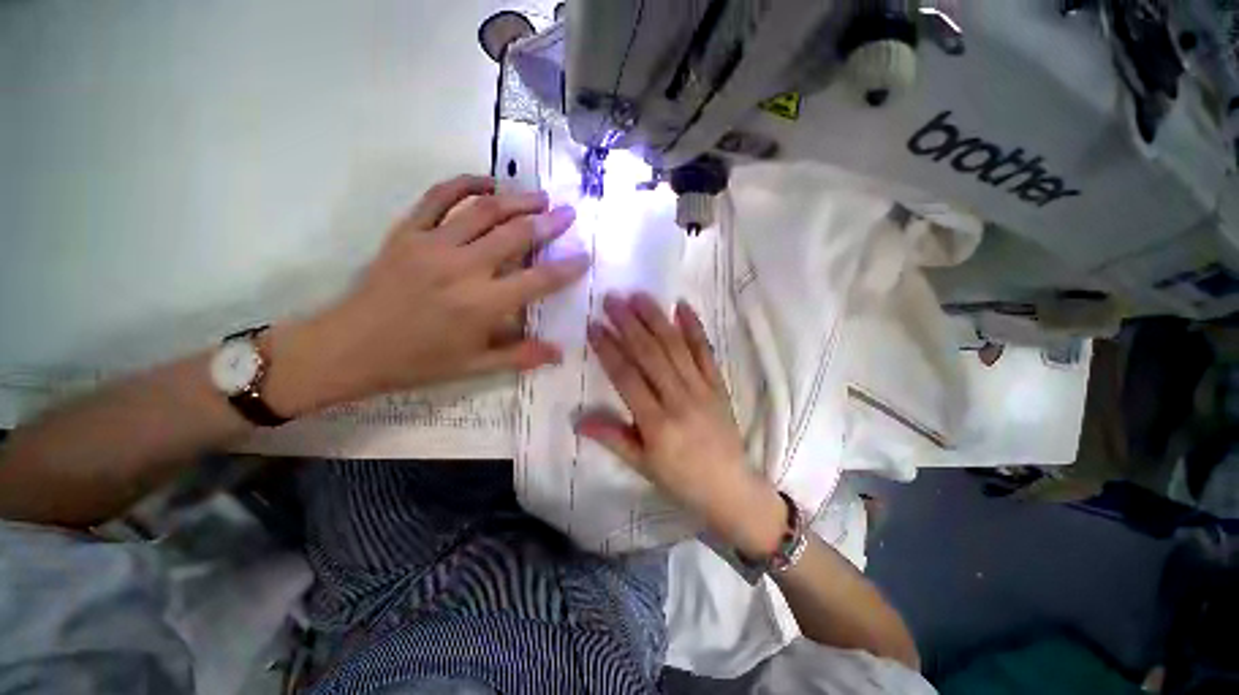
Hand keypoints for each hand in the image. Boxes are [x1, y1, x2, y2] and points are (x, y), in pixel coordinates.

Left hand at [266, 175, 588, 414]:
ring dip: (517, 199)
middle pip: (515, 235)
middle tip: (568, 213)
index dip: (567, 267)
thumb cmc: (416, 362)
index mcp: (482, 305)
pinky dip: (466, 183)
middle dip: (549, 222)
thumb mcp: (474, 367)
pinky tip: (488, 183)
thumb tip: (560, 353)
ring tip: (538, 196)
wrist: (348, 348)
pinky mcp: (407, 232)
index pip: (538, 280)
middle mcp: (462, 268)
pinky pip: (439, 197)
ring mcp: (432, 244)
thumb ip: (521, 356)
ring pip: (483, 210)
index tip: (585, 255)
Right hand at [576, 292, 785, 556]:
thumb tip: (577, 420)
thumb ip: (612, 438)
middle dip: (629, 324)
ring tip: (639, 296)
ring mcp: (702, 388)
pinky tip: (683, 306)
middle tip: (612, 299)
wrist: (731, 488)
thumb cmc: (681, 479)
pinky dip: (695, 327)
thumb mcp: (642, 465)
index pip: (627, 377)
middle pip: (651, 354)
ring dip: (656, 319)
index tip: (594, 326)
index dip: (609, 350)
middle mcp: (679, 399)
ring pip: (676, 347)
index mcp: (657, 423)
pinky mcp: (718, 384)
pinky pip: (706, 351)